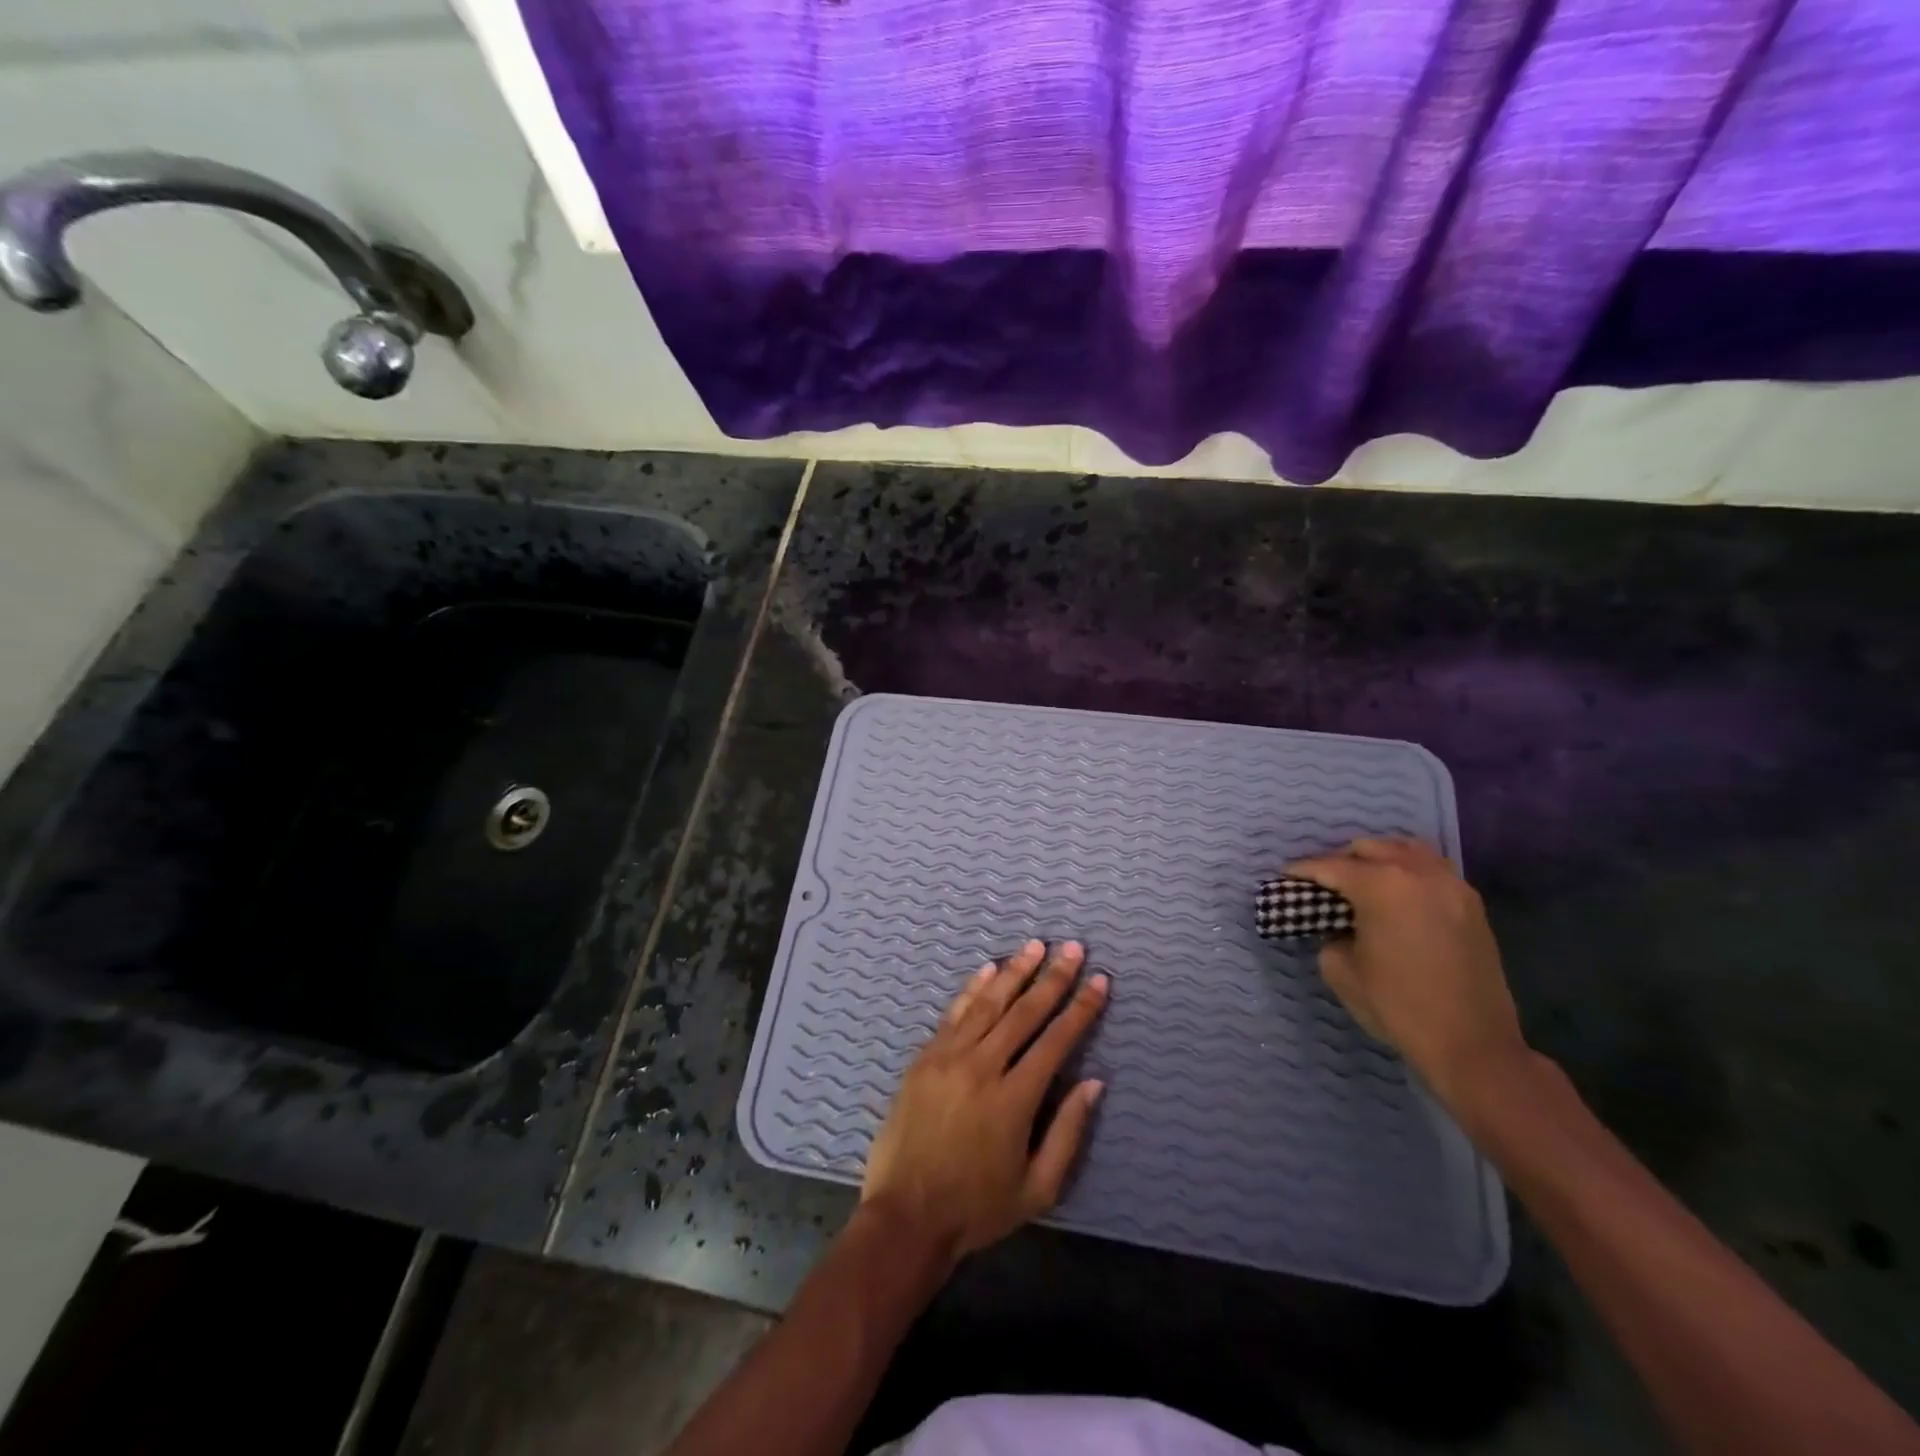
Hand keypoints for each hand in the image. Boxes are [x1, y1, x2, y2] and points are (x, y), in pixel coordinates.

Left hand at [861, 939, 1108, 1265]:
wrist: (906, 1216)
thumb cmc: (977, 1207)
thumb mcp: (1037, 1188)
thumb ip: (1067, 1132)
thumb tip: (1094, 1083)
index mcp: (1014, 1099)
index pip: (1056, 1041)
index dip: (1081, 1009)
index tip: (1100, 980)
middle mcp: (982, 1067)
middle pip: (1024, 1012)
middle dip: (1053, 978)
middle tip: (1073, 949)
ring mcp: (948, 1057)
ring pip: (988, 1004)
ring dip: (1015, 972)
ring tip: (1037, 946)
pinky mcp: (924, 1057)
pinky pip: (954, 1013)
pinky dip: (973, 988)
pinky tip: (989, 969)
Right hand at [1286, 838, 1526, 1111]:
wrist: (1472, 1044)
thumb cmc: (1398, 1006)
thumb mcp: (1341, 971)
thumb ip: (1330, 935)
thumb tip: (1338, 925)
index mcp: (1381, 886)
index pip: (1330, 867)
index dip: (1302, 871)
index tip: (1285, 878)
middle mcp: (1418, 873)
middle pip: (1369, 849)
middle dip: (1340, 861)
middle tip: (1323, 885)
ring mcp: (1450, 885)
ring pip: (1406, 850)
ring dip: (1378, 859)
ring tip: (1362, 881)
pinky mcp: (1471, 904)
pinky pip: (1432, 869)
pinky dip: (1408, 871)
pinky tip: (1397, 894)